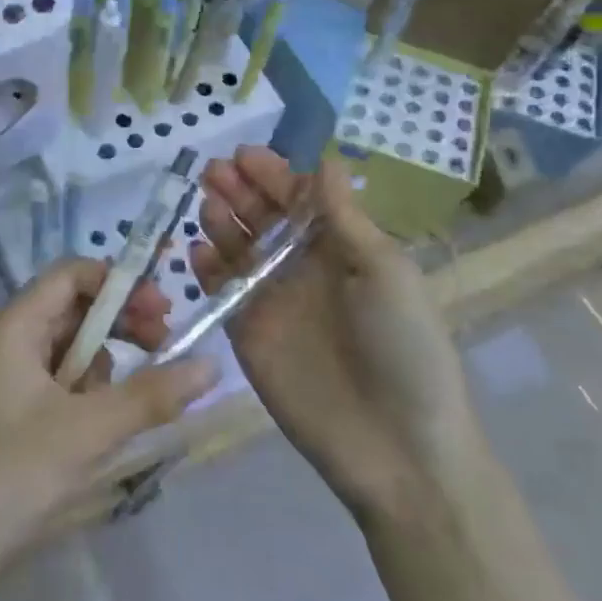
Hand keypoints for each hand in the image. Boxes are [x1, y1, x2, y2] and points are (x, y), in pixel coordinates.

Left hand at [0, 260, 217, 600]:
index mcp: (13, 326)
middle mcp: (5, 341)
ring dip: (103, 370)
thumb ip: (152, 395)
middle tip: (163, 351)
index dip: (121, 283)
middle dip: (120, 327)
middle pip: (73, 310)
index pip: (72, 274)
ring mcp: (2, 380)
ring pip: (68, 352)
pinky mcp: (5, 416)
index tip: (163, 313)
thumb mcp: (88, 431)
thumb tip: (212, 364)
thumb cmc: (8, 476)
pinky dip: (84, 399)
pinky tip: (94, 435)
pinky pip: (55, 387)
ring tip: (118, 412)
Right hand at [192, 147, 474, 521]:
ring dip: (221, 222)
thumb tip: (327, 161)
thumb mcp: (384, 271)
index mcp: (343, 250)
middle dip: (241, 192)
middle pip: (264, 220)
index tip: (246, 155)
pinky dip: (207, 269)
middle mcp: (304, 269)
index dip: (275, 176)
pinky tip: (197, 250)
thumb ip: (344, 218)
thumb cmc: (404, 346)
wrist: (396, 445)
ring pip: (239, 250)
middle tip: (215, 170)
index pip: (301, 200)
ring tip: (206, 201)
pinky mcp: (247, 334)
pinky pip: (222, 292)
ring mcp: (273, 301)